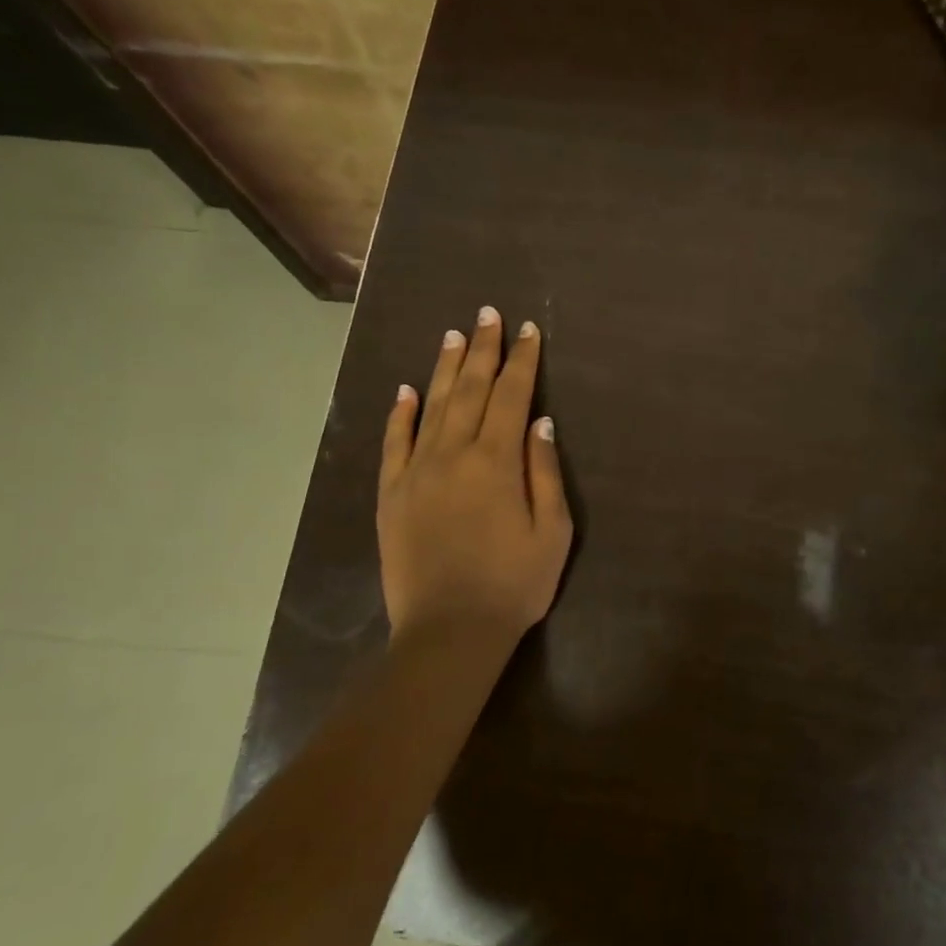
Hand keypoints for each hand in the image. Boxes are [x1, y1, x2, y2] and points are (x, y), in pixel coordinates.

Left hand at [379, 306, 572, 649]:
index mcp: (497, 461)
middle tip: (487, 314)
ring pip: (432, 405)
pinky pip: (395, 443)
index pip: (512, 396)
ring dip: (445, 368)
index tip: (528, 330)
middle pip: (471, 389)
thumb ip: (545, 472)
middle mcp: (454, 454)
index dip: (522, 360)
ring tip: (454, 335)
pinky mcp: (392, 494)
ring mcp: (417, 471)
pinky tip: (406, 390)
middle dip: (483, 349)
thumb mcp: (553, 532)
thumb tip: (541, 423)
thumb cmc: (514, 585)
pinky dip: (400, 413)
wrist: (449, 631)